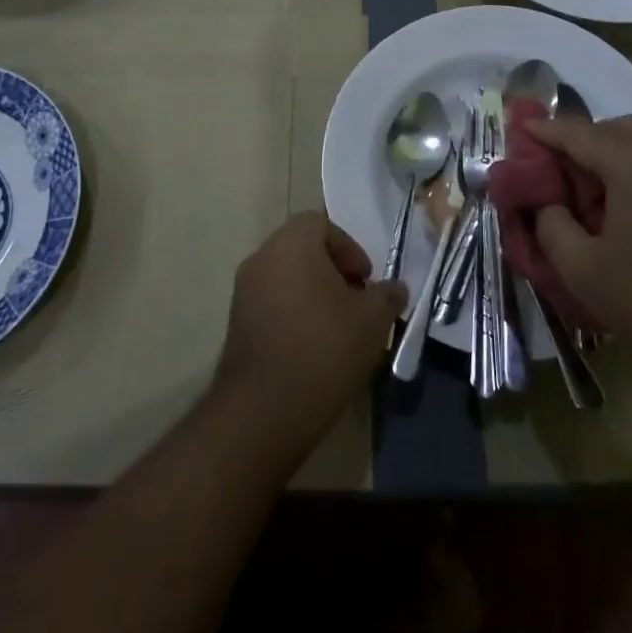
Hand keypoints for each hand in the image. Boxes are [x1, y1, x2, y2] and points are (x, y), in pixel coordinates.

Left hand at [210, 213, 406, 458]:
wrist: (265, 408)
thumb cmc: (324, 348)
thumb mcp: (372, 320)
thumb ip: (387, 295)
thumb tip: (395, 288)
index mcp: (291, 244)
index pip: (320, 223)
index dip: (349, 246)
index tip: (365, 279)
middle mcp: (261, 259)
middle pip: (301, 249)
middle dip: (332, 270)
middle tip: (356, 301)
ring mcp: (243, 292)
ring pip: (285, 277)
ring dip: (313, 293)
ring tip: (339, 328)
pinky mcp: (236, 324)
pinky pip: (271, 303)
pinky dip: (293, 313)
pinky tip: (314, 347)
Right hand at [522, 115, 631, 378]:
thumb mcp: (581, 267)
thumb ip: (551, 223)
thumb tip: (547, 204)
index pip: (574, 132)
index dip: (541, 132)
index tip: (516, 130)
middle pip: (612, 130)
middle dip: (579, 142)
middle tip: (552, 173)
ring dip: (611, 155)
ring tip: (586, 191)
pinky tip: (625, 207)